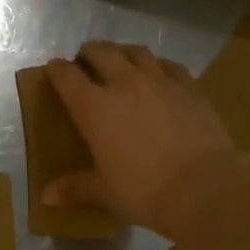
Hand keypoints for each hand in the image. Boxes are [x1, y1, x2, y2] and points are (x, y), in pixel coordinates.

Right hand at [44, 41, 237, 234]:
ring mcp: (161, 81)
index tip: (53, 70)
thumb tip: (45, 198)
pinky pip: (169, 66)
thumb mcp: (104, 192)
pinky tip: (159, 74)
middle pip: (102, 52)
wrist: (204, 187)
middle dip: (89, 53)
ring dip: (123, 52)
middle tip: (85, 61)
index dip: (56, 70)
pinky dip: (157, 65)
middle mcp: (124, 84)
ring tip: (120, 60)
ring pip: (136, 52)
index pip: (67, 76)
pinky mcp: (190, 87)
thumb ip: (74, 188)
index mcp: (94, 107)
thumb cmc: (144, 191)